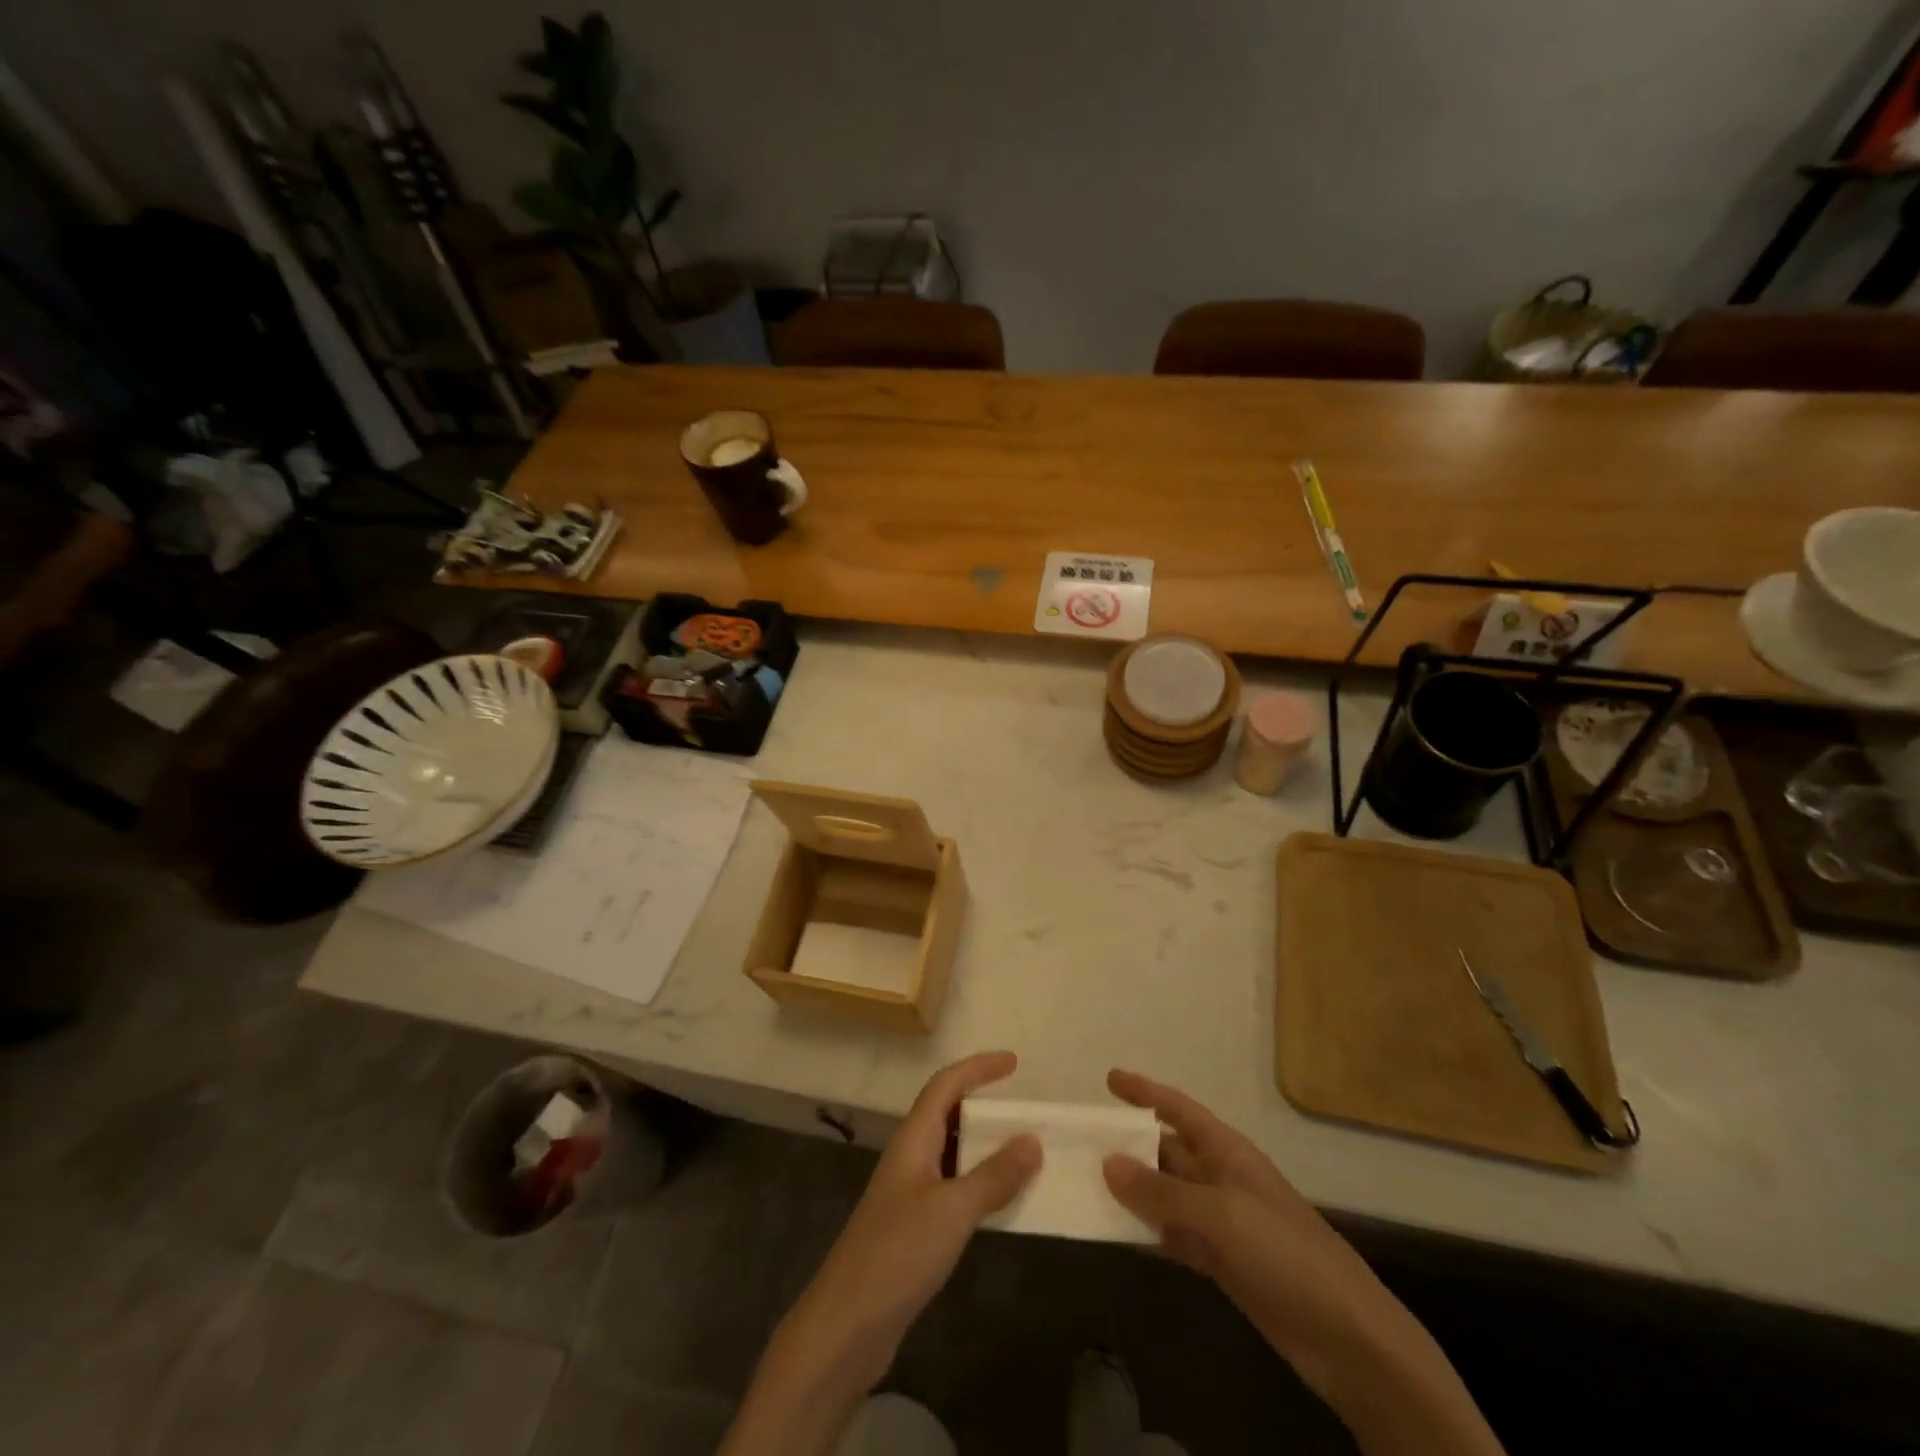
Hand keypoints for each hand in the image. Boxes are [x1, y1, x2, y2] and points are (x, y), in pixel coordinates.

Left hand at [778, 1051, 1041, 1392]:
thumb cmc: (898, 1253)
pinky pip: (952, 1187)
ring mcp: (909, 1193)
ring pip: (951, 1152)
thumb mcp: (953, 1211)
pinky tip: (1000, 1202)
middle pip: (946, 1113)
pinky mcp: (913, 1227)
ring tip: (1022, 1151)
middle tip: (1023, 1108)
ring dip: (984, 1146)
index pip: (945, 1085)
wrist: (847, 1324)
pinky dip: (978, 1183)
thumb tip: (1032, 1140)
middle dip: (982, 1104)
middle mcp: (909, 1157)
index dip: (978, 1068)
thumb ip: (994, 1176)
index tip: (1013, 1063)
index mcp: (913, 1139)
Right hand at [1101, 1071, 1502, 1455]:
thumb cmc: (1286, 1255)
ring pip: (1165, 1194)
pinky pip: (1173, 1235)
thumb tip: (1108, 1163)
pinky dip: (1146, 1232)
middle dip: (1128, 1145)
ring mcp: (1222, 1221)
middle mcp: (1221, 1178)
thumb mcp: (1222, 1216)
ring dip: (1132, 1190)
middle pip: (1166, 1151)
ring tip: (1085, 1184)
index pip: (1179, 1109)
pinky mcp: (1222, 1262)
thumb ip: (1162, 1194)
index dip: (1145, 1091)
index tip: (1109, 1078)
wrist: (1348, 1338)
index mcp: (1228, 1152)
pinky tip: (1115, 1233)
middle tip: (1080, 1142)